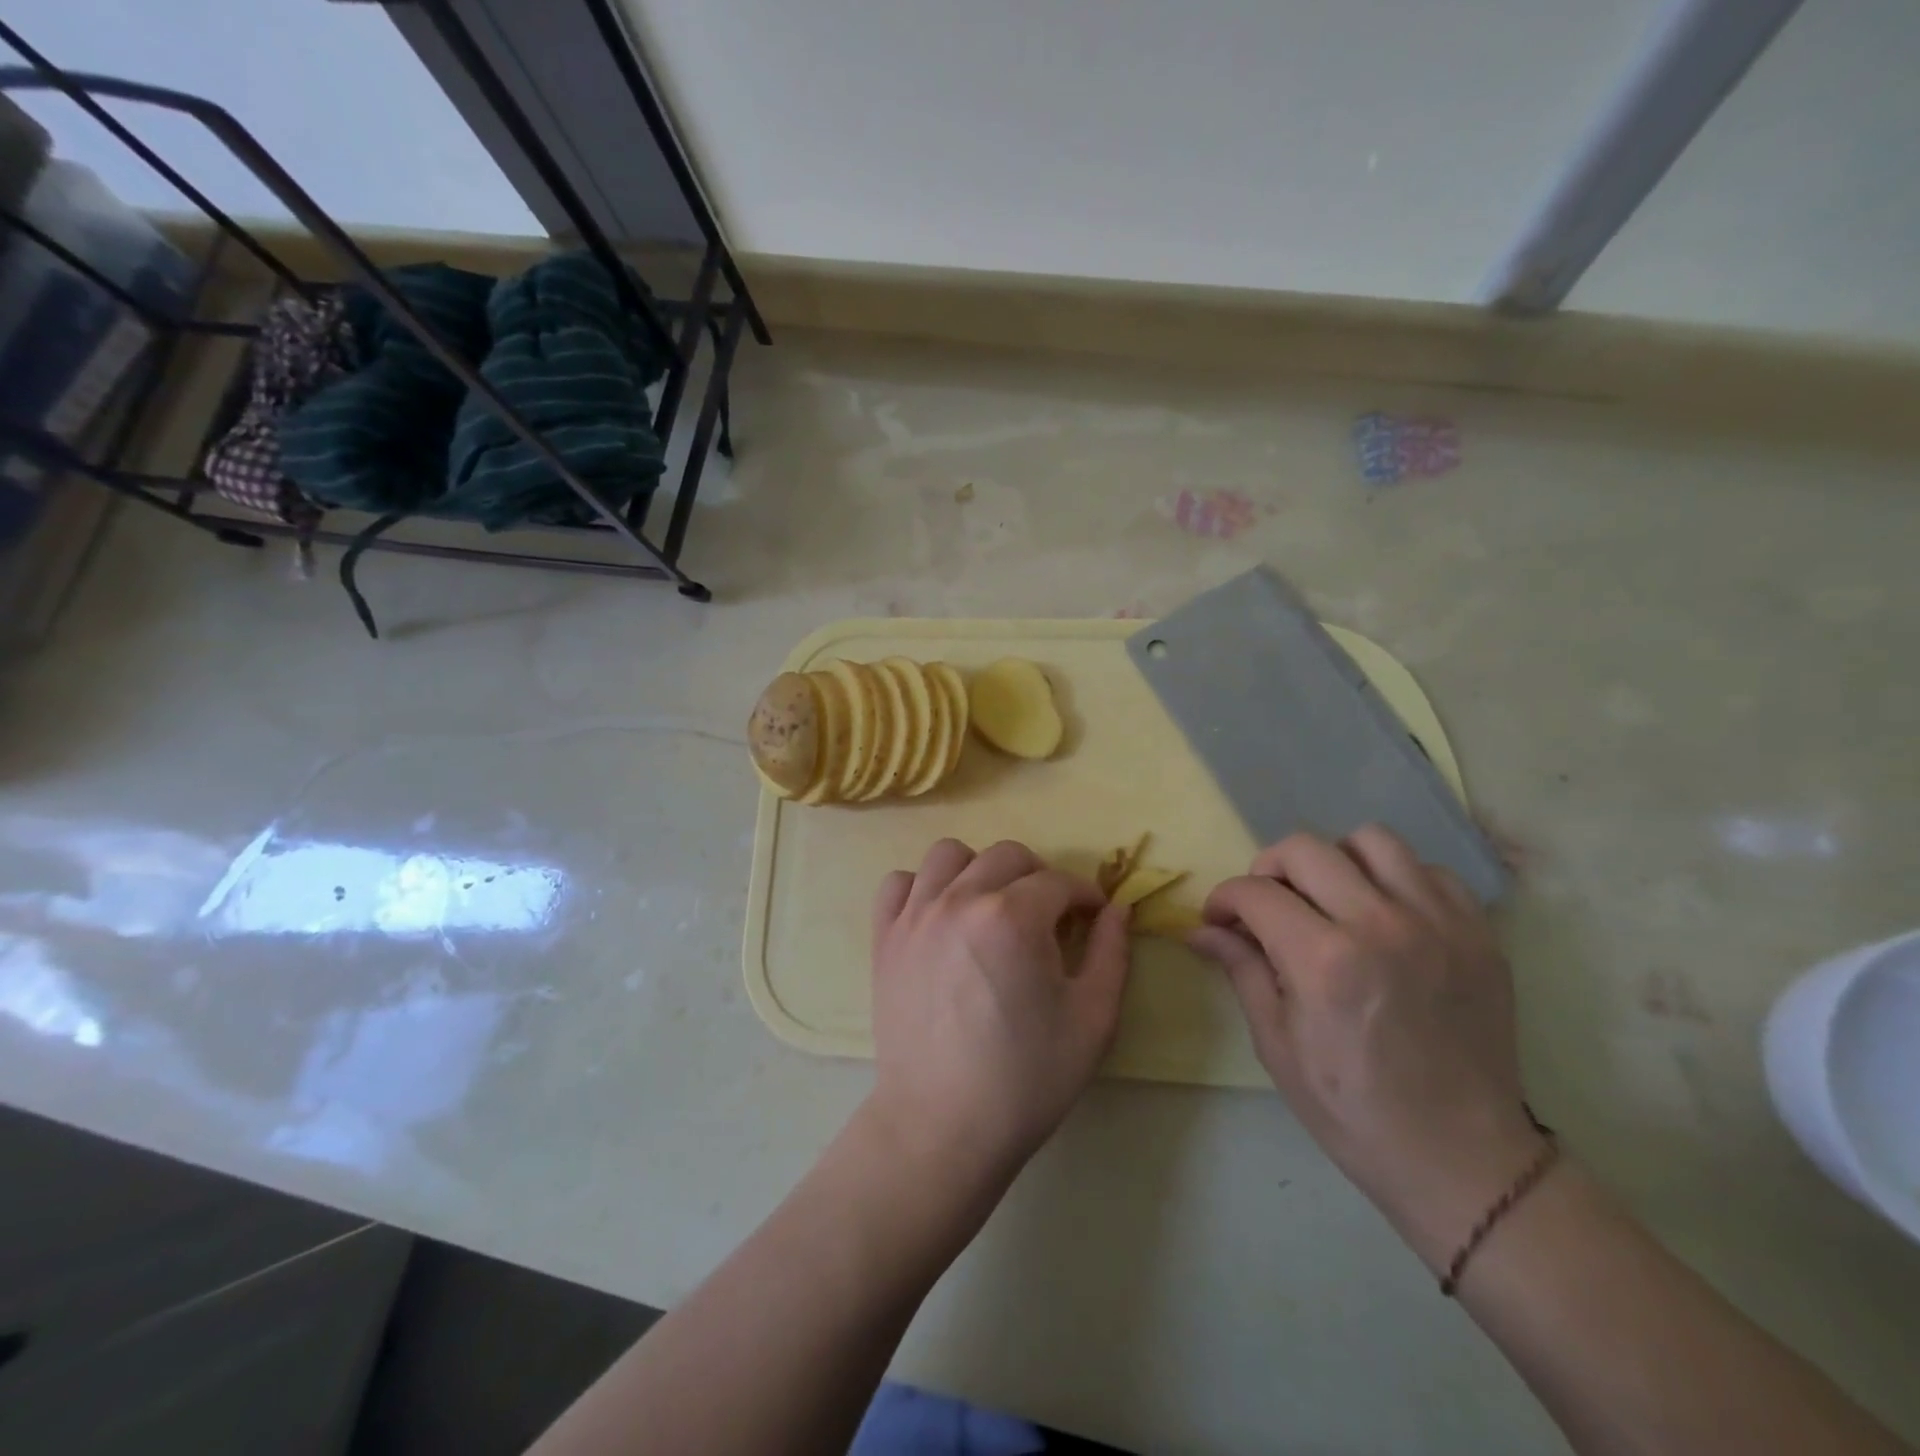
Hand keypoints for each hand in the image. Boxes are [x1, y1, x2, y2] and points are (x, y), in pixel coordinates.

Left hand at [866, 839, 1131, 1192]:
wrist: (943, 1127)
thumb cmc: (1026, 1079)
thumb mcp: (1093, 1020)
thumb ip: (1111, 953)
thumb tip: (1118, 908)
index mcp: (1014, 917)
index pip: (1059, 881)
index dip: (1084, 896)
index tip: (1092, 917)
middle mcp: (960, 900)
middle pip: (1007, 855)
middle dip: (1039, 876)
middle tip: (1048, 917)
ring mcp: (915, 915)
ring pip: (949, 855)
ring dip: (978, 870)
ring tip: (991, 908)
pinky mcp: (885, 937)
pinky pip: (898, 884)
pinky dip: (921, 888)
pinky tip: (939, 917)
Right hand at [1190, 826, 1544, 1267]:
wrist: (1461, 1158)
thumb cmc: (1353, 1110)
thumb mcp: (1277, 1044)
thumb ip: (1242, 969)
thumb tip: (1201, 930)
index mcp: (1324, 960)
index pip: (1254, 892)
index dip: (1224, 899)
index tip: (1219, 919)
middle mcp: (1380, 924)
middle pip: (1305, 848)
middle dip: (1268, 868)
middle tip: (1266, 904)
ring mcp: (1437, 923)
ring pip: (1371, 840)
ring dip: (1335, 860)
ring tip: (1329, 898)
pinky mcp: (1478, 933)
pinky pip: (1428, 870)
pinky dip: (1396, 878)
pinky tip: (1385, 914)